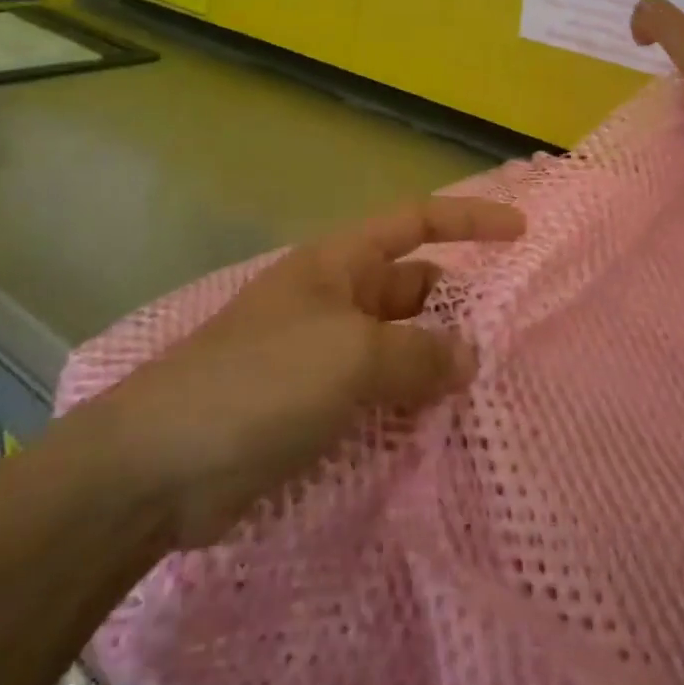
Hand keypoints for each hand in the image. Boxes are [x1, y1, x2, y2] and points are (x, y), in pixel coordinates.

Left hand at [111, 197, 526, 548]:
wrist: (161, 465)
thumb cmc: (260, 382)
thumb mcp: (350, 356)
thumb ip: (418, 353)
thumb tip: (468, 356)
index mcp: (340, 263)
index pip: (415, 222)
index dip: (469, 219)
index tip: (521, 232)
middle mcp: (337, 300)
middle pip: (415, 289)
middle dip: (459, 310)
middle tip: (513, 345)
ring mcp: (325, 356)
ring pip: (401, 349)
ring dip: (438, 367)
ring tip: (491, 397)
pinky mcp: (317, 409)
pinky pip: (381, 396)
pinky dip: (411, 408)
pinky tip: (444, 435)